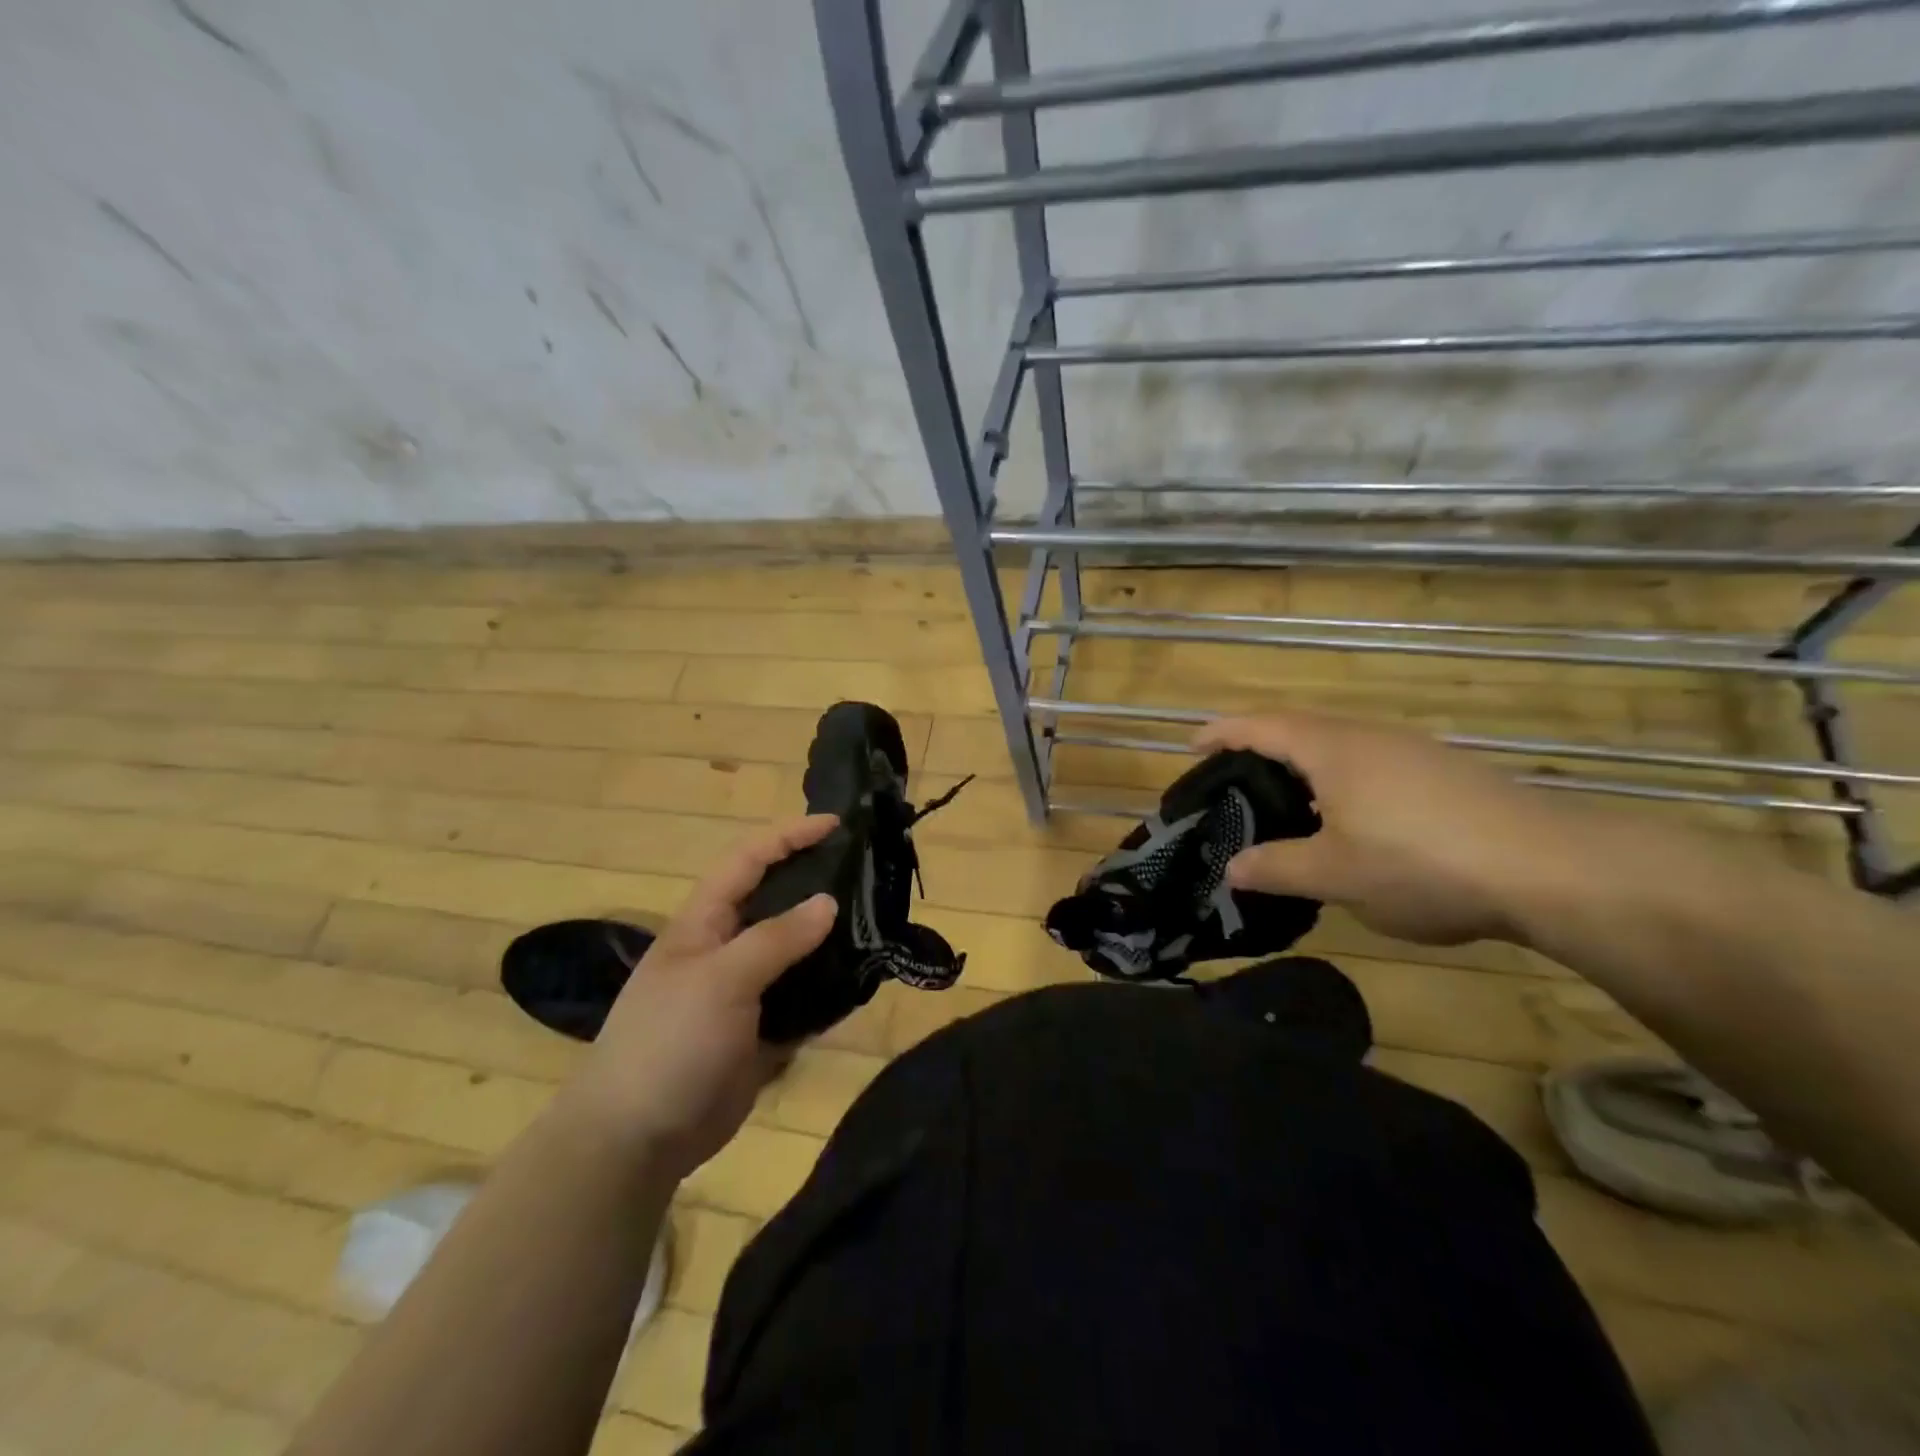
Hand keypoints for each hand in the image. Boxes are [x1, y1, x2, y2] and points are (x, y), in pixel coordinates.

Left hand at [569, 815, 838, 1178]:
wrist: (636, 1138)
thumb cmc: (669, 1041)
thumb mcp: (721, 980)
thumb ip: (776, 938)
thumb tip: (828, 902)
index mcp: (704, 922)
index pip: (748, 860)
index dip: (789, 836)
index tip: (837, 825)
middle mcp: (726, 948)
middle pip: (776, 900)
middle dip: (816, 880)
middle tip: (867, 872)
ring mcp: (744, 991)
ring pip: (795, 949)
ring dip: (830, 936)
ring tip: (877, 922)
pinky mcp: (760, 1029)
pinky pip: (803, 997)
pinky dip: (830, 987)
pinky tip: (862, 981)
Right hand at [1196, 712, 1567, 946]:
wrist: (1552, 868)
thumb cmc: (1421, 863)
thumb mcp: (1335, 875)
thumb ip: (1276, 868)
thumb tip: (1232, 867)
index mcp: (1332, 749)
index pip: (1261, 727)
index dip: (1222, 733)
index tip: (1192, 746)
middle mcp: (1370, 737)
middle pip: (1300, 730)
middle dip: (1261, 749)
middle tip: (1235, 782)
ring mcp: (1414, 751)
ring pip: (1341, 748)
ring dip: (1306, 768)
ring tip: (1289, 806)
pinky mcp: (1448, 773)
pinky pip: (1374, 765)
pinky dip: (1344, 783)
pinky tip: (1355, 824)